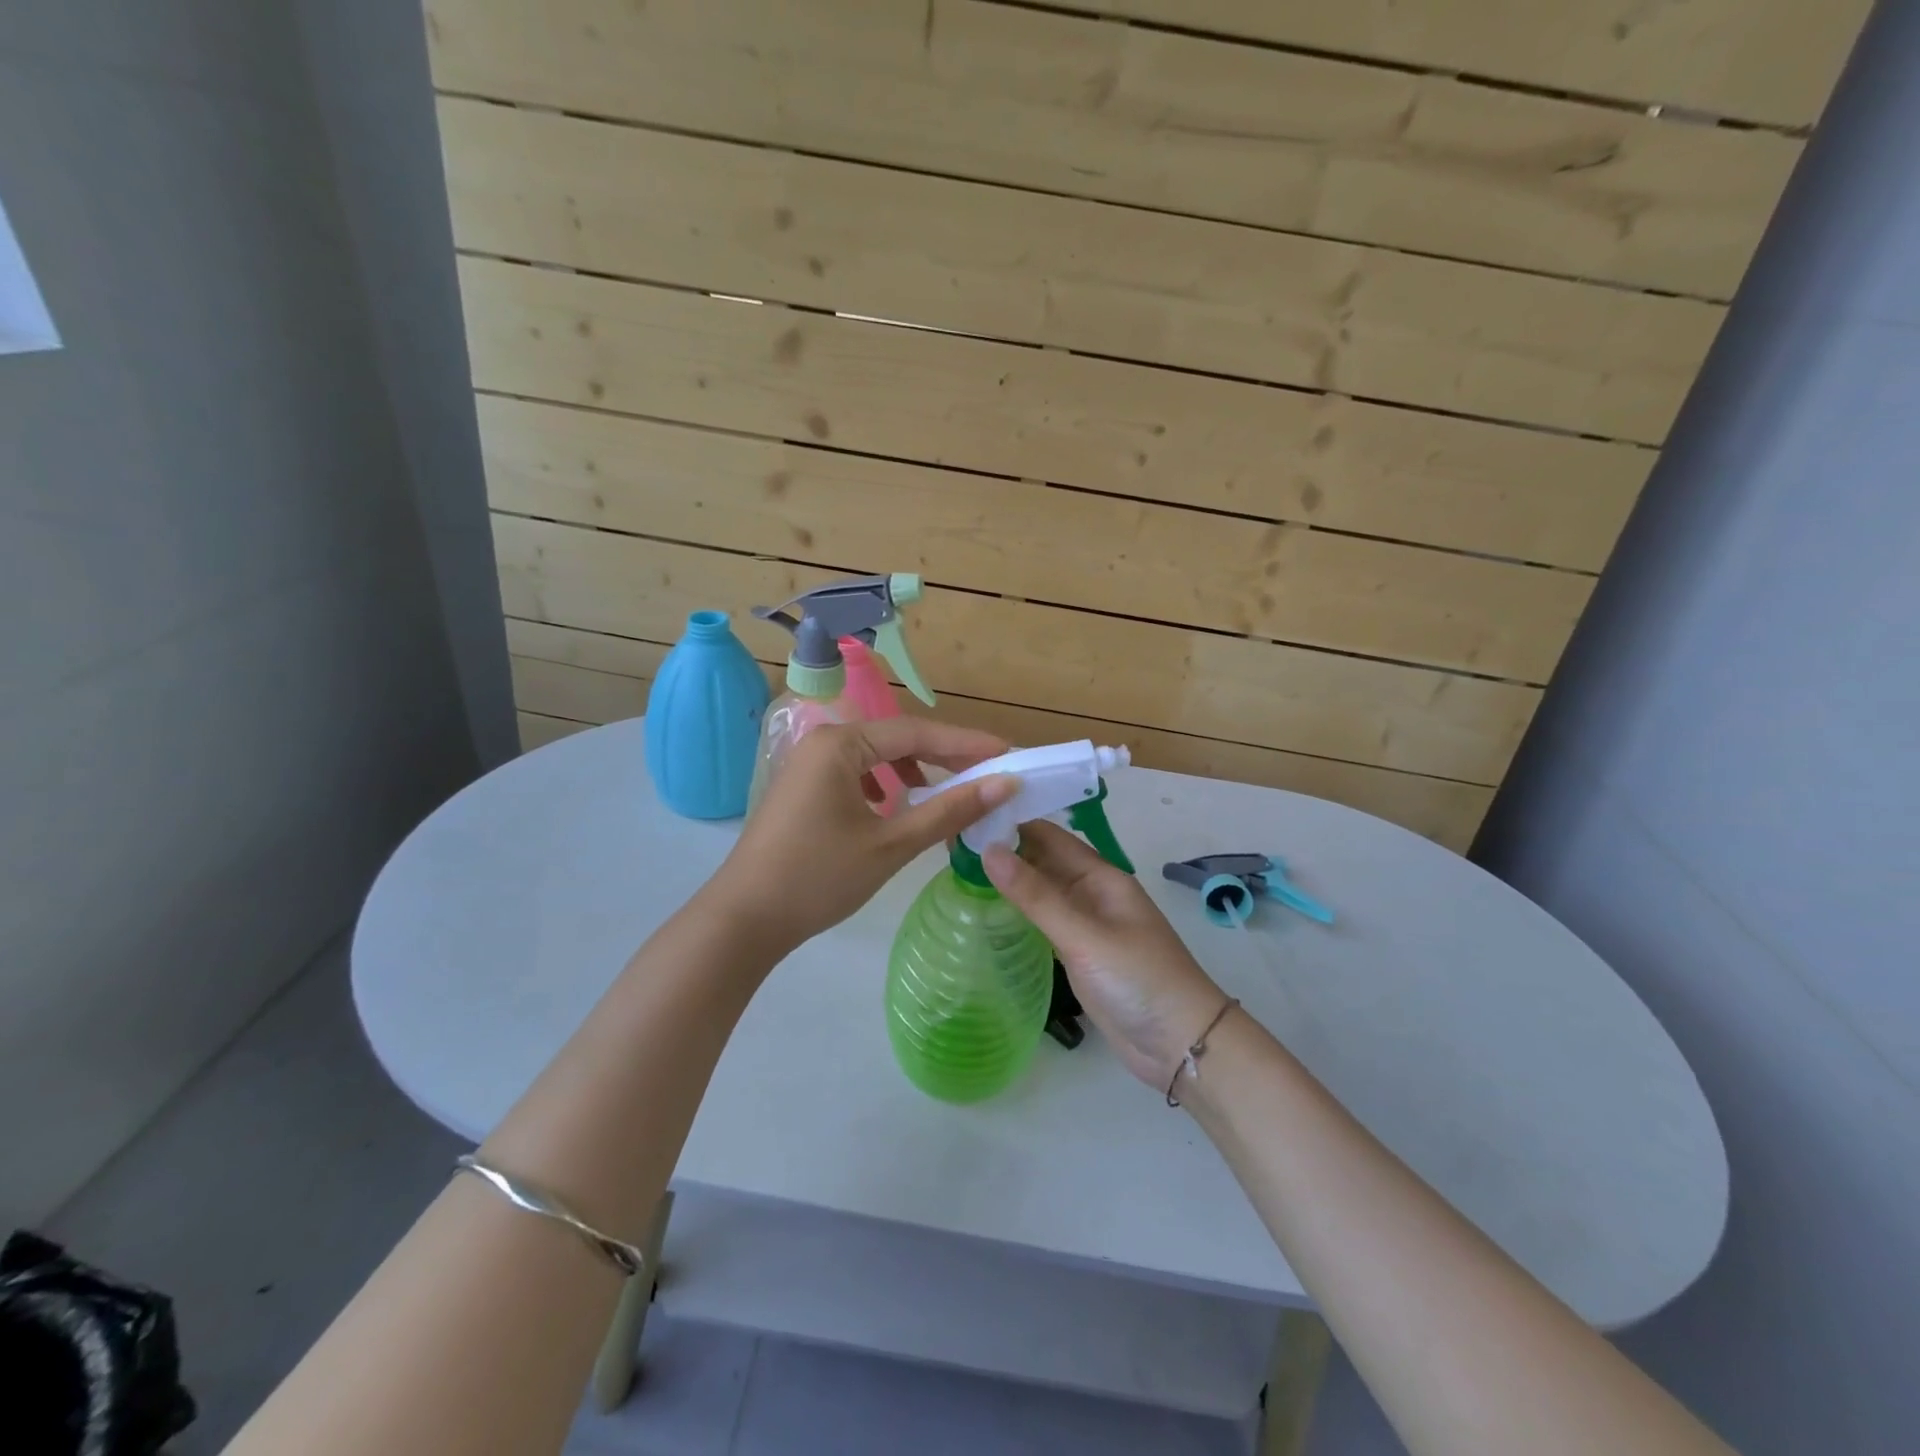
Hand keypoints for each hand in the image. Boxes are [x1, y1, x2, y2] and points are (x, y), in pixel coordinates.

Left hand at [713, 717, 1016, 952]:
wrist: (744, 920)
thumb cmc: (819, 877)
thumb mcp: (891, 844)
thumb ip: (948, 810)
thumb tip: (1004, 784)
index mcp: (840, 743)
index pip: (917, 733)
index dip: (966, 743)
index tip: (1008, 753)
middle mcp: (823, 743)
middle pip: (897, 740)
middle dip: (944, 756)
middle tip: (989, 772)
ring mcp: (808, 766)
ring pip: (876, 758)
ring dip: (915, 770)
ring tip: (949, 790)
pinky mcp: (803, 790)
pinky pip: (856, 775)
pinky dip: (885, 786)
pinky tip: (897, 806)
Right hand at [984, 821, 1226, 1089]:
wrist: (1181, 1044)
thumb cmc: (1138, 980)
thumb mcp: (1084, 935)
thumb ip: (1036, 896)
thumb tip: (988, 851)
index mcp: (1101, 876)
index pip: (1050, 836)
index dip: (1013, 822)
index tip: (968, 814)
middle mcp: (1092, 893)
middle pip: (1043, 861)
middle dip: (1005, 850)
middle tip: (953, 842)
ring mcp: (1085, 925)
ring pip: (1041, 892)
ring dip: (1009, 880)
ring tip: (959, 869)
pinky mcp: (1079, 954)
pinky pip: (1043, 922)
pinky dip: (1018, 912)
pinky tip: (988, 910)